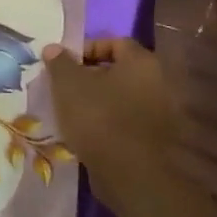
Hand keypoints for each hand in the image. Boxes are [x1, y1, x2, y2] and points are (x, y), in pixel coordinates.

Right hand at [42, 38, 181, 166]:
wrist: (130, 173)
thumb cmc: (98, 118)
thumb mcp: (68, 84)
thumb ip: (60, 62)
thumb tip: (54, 48)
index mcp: (142, 62)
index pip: (114, 42)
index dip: (86, 49)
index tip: (65, 66)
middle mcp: (160, 82)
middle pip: (120, 70)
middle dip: (91, 76)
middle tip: (67, 88)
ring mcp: (163, 112)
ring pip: (124, 96)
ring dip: (101, 100)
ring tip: (74, 112)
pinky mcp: (158, 138)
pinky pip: (129, 119)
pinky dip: (111, 121)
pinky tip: (90, 132)